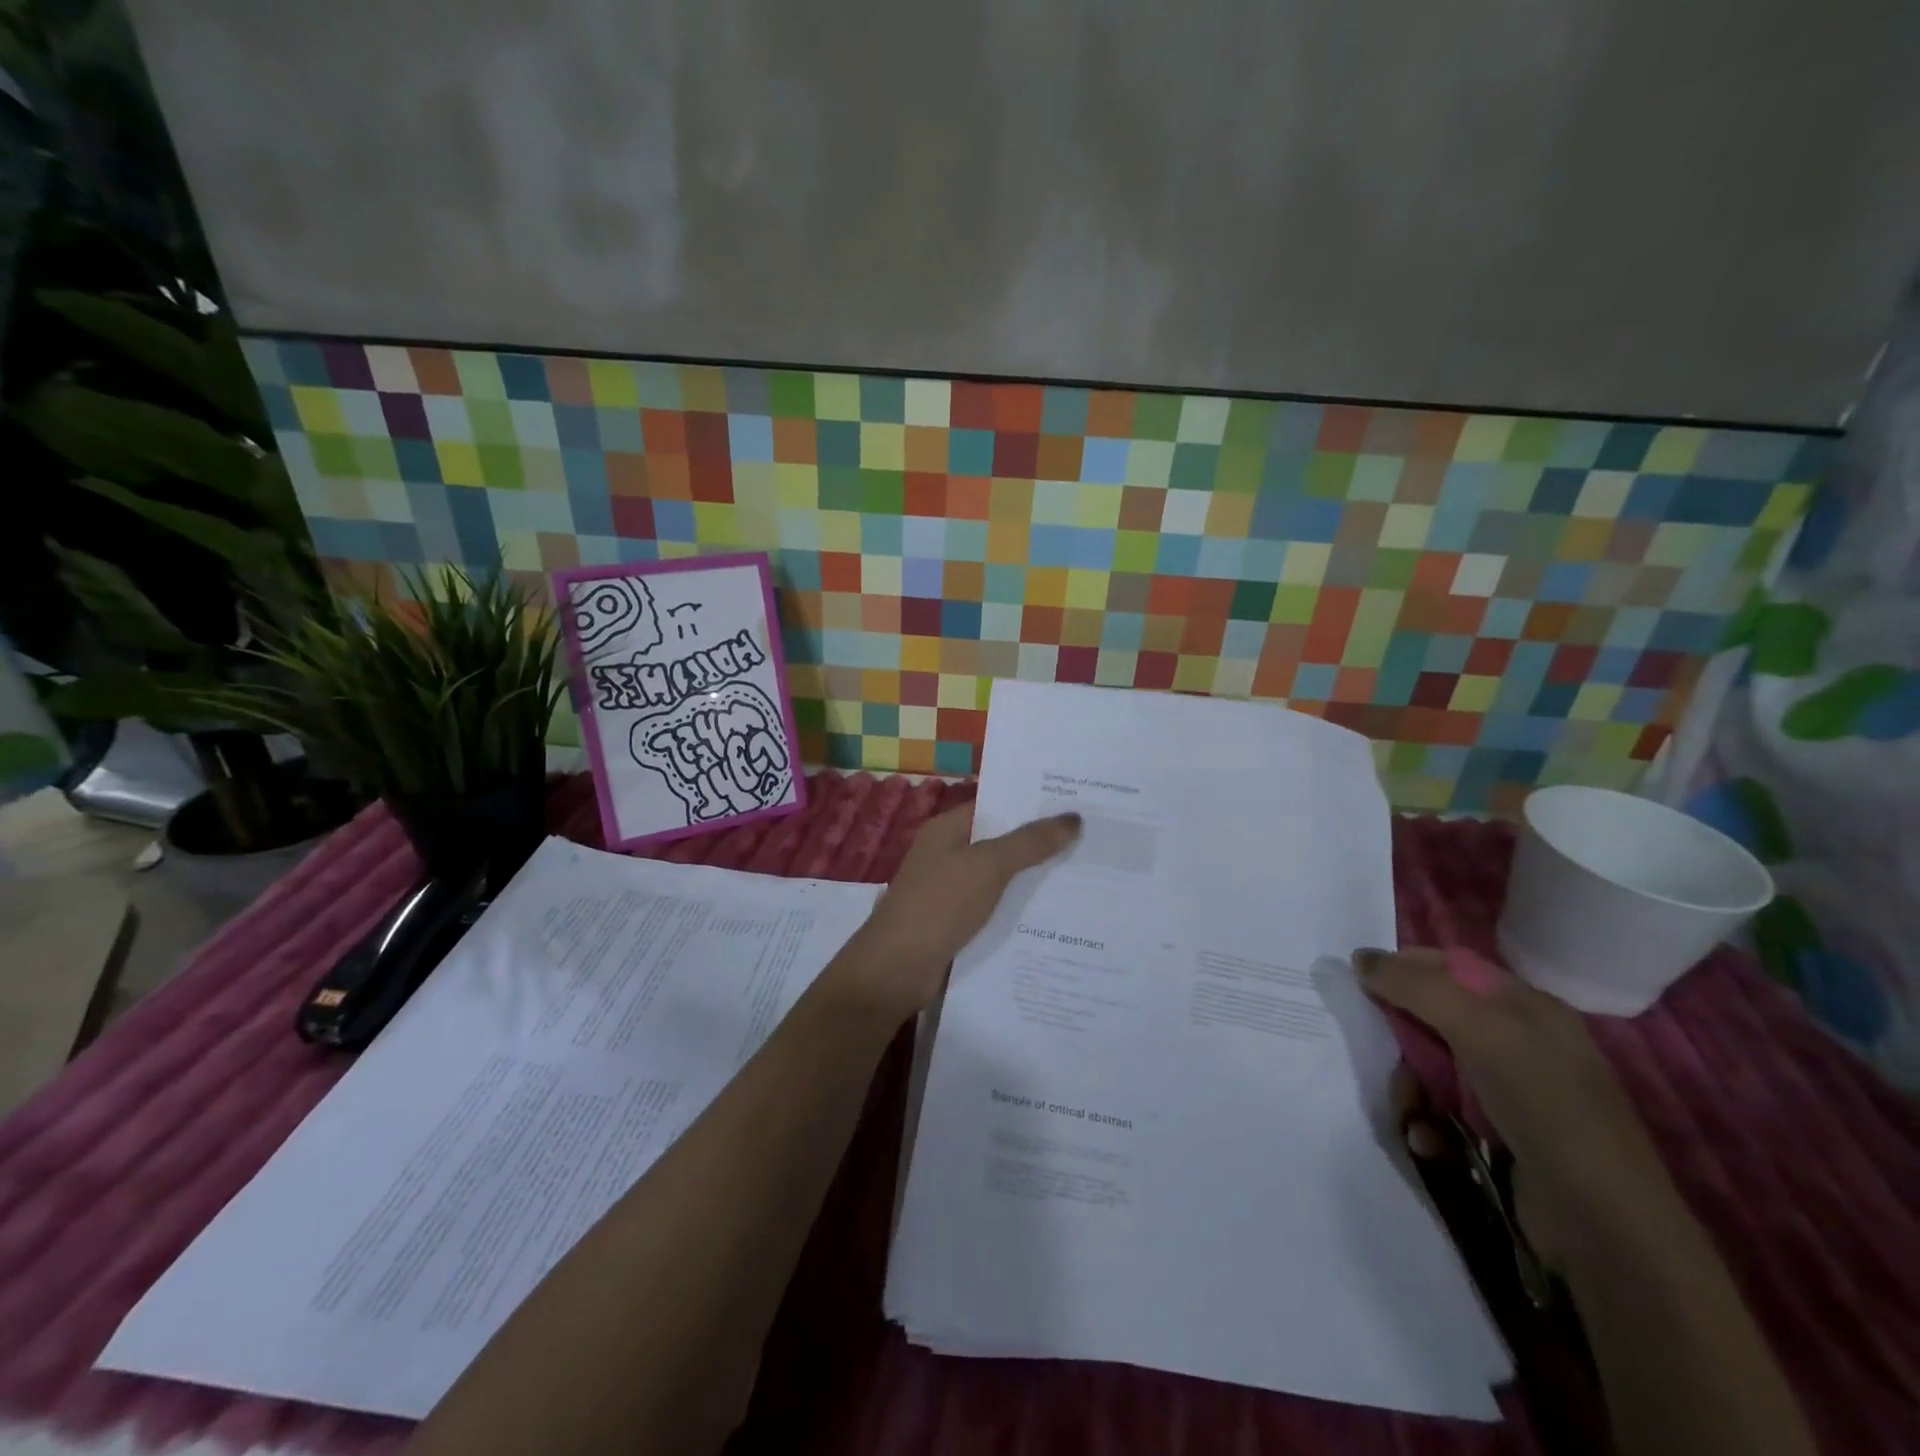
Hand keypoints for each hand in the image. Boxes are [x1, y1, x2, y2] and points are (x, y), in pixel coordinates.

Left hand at [826, 804, 1080, 1027]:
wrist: (896, 969)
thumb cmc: (939, 905)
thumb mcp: (988, 866)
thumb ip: (1030, 842)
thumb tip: (1073, 818)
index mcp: (947, 829)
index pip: (995, 806)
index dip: (1032, 804)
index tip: (1076, 805)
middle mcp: (946, 854)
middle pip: (1000, 842)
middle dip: (1040, 843)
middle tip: (1091, 840)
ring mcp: (949, 891)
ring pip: (1000, 878)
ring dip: (1032, 880)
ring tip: (1085, 876)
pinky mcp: (955, 924)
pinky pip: (994, 909)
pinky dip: (1018, 910)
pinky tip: (1054, 916)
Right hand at [1357, 948, 1687, 1265]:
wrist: (1604, 1226)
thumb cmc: (1544, 1106)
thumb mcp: (1479, 1030)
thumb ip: (1416, 987)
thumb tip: (1360, 959)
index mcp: (1527, 1006)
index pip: (1451, 967)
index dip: (1405, 968)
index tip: (1363, 983)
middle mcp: (1520, 1042)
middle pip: (1435, 1017)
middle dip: (1402, 1038)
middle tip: (1387, 1055)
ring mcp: (1513, 1092)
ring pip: (1433, 1067)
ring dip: (1410, 1087)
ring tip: (1409, 1111)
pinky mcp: (1502, 1136)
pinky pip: (1444, 1111)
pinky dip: (1427, 1122)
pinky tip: (1428, 1140)